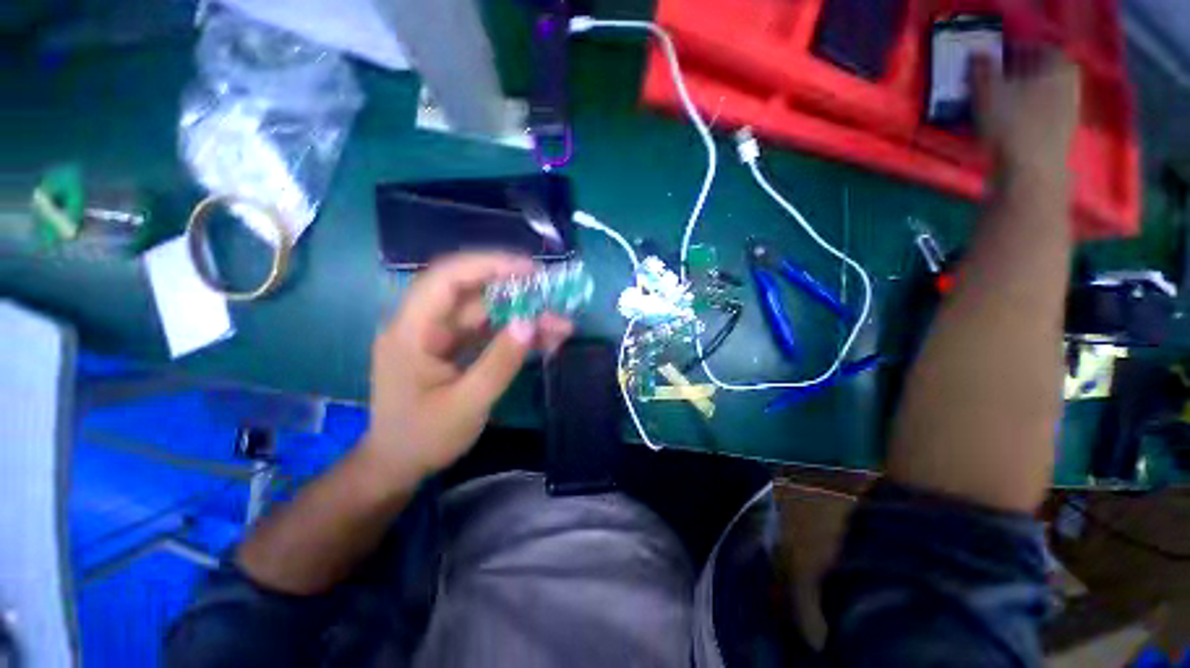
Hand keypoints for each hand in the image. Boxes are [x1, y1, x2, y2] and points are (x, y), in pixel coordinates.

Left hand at [362, 253, 573, 486]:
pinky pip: (488, 331)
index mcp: (411, 331)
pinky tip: (545, 340)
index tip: (530, 270)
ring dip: (523, 315)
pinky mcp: (454, 347)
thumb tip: (531, 323)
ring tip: (560, 326)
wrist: (400, 465)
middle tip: (552, 294)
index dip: (488, 265)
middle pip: (471, 291)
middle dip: (514, 290)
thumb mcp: (467, 404)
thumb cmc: (424, 438)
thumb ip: (499, 362)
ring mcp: (440, 335)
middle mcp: (423, 324)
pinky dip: (516, 334)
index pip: (447, 279)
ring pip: (486, 312)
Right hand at [973, 48, 1080, 187]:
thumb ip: (982, 71)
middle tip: (996, 84)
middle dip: (1020, 77)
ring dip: (1023, 99)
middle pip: (1043, 73)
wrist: (1031, 173)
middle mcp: (1070, 85)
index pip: (1037, 49)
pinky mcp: (1063, 137)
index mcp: (1058, 66)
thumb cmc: (1011, 126)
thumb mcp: (987, 93)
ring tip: (999, 108)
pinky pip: (1045, 117)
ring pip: (1044, 96)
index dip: (1014, 52)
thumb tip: (978, 56)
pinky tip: (1010, 127)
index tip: (994, 62)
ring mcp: (1071, 113)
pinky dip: (1029, 118)